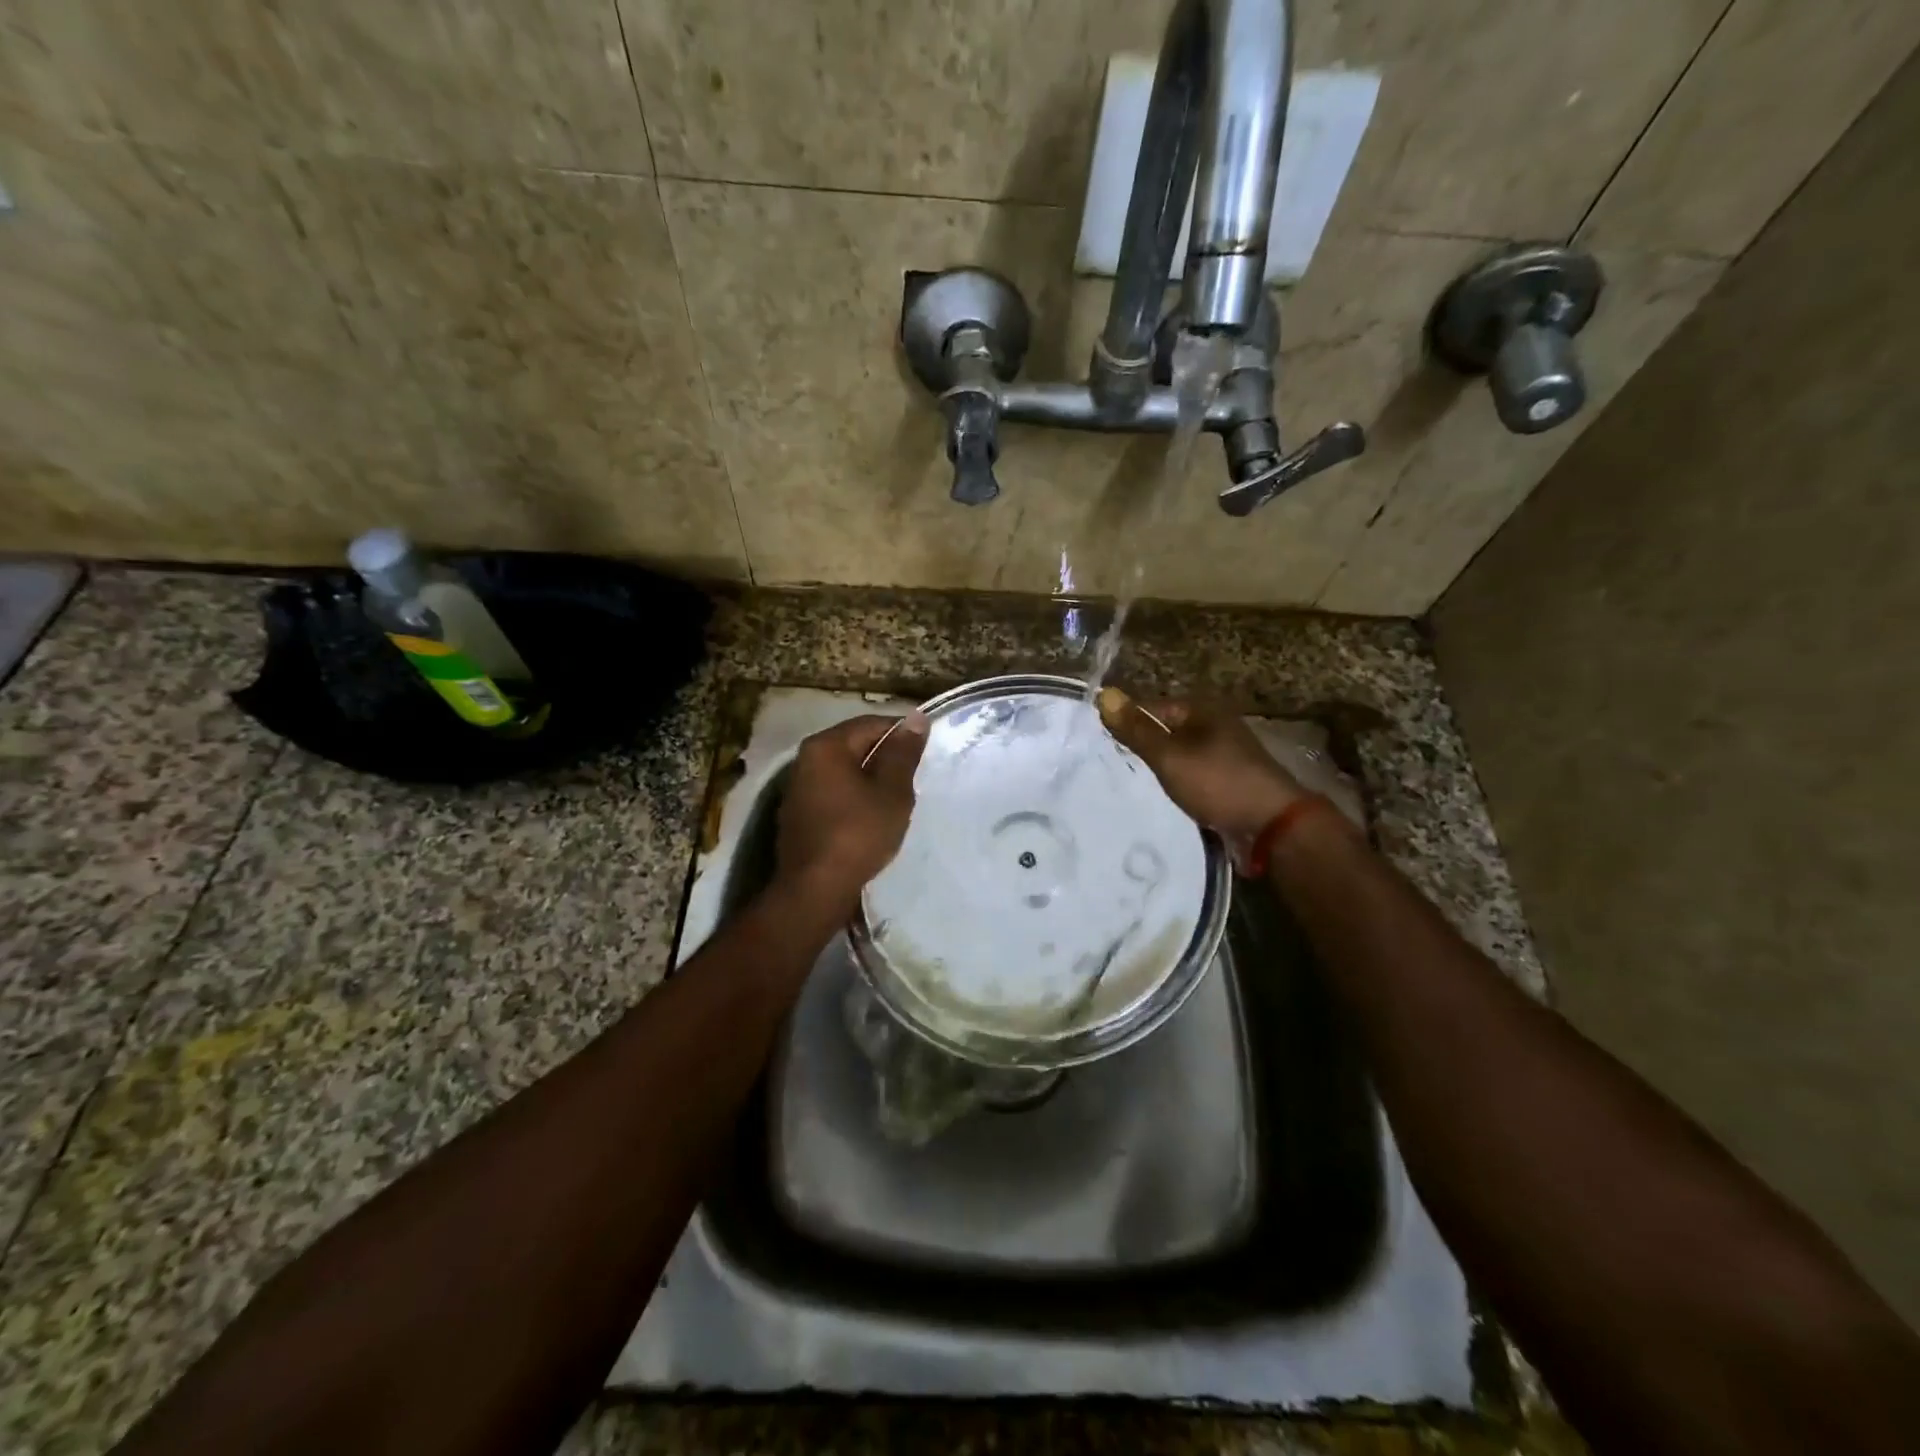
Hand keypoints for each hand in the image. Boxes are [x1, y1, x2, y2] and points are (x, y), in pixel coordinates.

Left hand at [775, 713, 928, 913]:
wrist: (815, 889)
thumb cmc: (858, 834)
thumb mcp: (892, 792)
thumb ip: (903, 754)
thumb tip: (916, 719)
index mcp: (826, 746)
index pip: (872, 724)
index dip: (902, 734)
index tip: (927, 751)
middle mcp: (805, 759)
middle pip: (855, 745)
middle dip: (886, 757)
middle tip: (916, 776)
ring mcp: (798, 788)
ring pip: (845, 771)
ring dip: (871, 779)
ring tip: (899, 797)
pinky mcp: (799, 814)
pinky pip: (834, 793)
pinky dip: (855, 797)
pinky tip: (873, 816)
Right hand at [1097, 688, 1302, 841]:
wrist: (1273, 825)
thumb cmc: (1217, 783)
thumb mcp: (1169, 756)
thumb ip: (1136, 729)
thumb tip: (1104, 694)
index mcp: (1203, 710)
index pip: (1152, 707)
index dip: (1129, 724)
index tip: (1107, 746)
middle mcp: (1217, 724)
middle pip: (1167, 729)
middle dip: (1145, 746)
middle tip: (1121, 767)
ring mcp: (1227, 752)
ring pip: (1181, 753)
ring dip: (1163, 766)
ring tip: (1142, 783)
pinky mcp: (1232, 778)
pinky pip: (1195, 772)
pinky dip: (1181, 780)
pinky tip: (1170, 794)